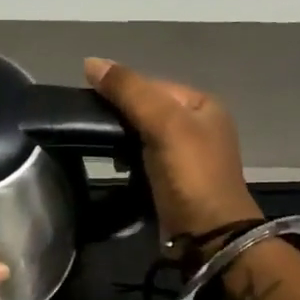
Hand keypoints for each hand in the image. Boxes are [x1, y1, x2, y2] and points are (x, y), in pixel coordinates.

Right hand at [84, 57, 260, 241]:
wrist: (208, 236)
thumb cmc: (190, 174)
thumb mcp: (163, 124)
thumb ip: (129, 91)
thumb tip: (90, 62)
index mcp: (202, 105)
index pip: (151, 84)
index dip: (121, 90)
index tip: (91, 104)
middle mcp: (197, 125)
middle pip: (146, 109)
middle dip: (119, 117)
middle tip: (92, 129)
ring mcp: (186, 155)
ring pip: (141, 134)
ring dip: (120, 140)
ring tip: (100, 148)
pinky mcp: (173, 180)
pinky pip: (142, 158)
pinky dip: (126, 160)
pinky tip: (115, 167)